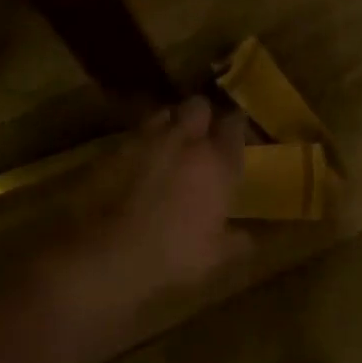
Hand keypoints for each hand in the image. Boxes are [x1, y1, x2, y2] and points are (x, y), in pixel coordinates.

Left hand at [48, 96, 246, 362]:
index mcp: (217, 161)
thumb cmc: (174, 255)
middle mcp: (187, 141)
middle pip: (199, 105)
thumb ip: (238, 241)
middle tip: (201, 135)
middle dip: (201, 115)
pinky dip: (140, 142)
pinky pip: (135, 134)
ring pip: (165, 113)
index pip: (234, 124)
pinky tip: (139, 161)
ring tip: (168, 143)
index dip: (235, 127)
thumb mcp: (215, 257)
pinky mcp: (116, 148)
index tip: (234, 137)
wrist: (110, 254)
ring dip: (169, 124)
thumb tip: (251, 238)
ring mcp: (148, 140)